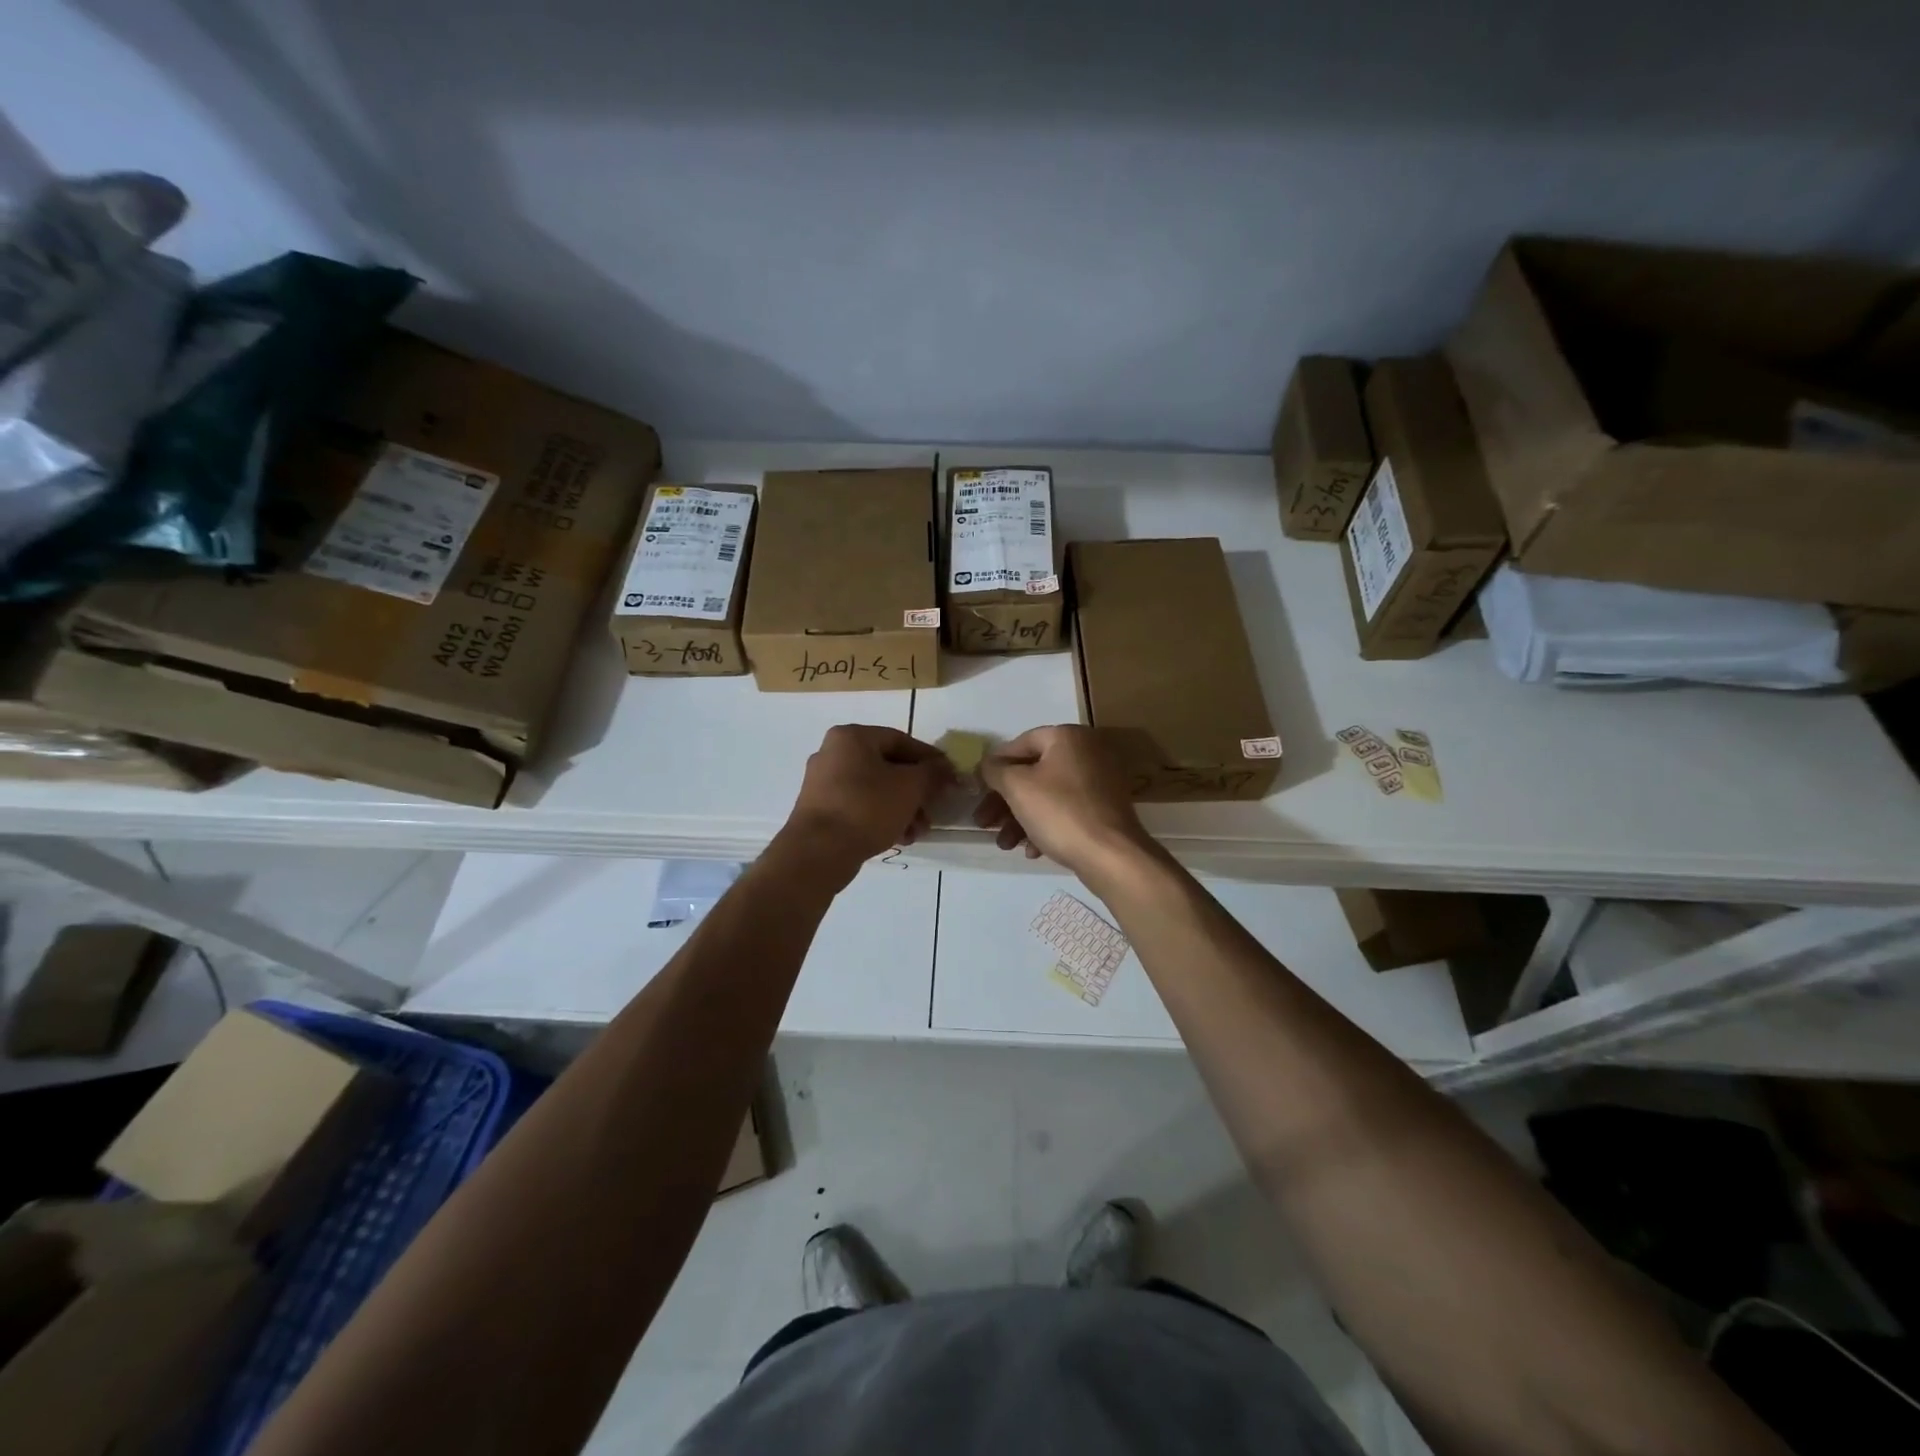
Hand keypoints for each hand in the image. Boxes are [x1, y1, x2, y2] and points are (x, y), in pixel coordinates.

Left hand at [780, 725, 953, 879]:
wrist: (818, 852)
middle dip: (916, 791)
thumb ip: (932, 773)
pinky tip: (900, 838)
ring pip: (875, 789)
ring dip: (902, 808)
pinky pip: (859, 806)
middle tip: (934, 810)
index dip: (929, 759)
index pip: (901, 740)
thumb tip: (944, 768)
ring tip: (918, 832)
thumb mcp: (910, 787)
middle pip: (888, 766)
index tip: (949, 777)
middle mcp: (833, 753)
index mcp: (852, 737)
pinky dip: (881, 817)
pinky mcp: (820, 809)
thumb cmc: (867, 808)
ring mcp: (823, 782)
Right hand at [975, 725, 1154, 883]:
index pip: (1021, 743)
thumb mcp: (1017, 787)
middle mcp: (1087, 752)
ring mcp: (1100, 782)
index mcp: (1068, 737)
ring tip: (1005, 844)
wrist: (1111, 855)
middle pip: (1033, 772)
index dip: (996, 765)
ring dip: (1020, 819)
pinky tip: (1032, 851)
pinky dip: (1046, 826)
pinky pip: (1066, 811)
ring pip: (1047, 795)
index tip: (979, 787)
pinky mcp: (1104, 809)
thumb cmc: (1060, 812)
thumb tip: (988, 764)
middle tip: (984, 823)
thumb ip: (995, 770)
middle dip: (1004, 801)